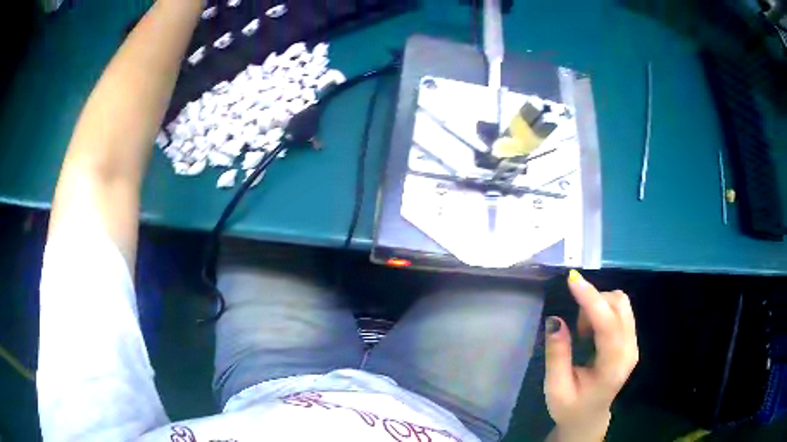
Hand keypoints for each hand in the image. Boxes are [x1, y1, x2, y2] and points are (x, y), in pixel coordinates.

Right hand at [544, 270, 638, 440]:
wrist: (589, 417)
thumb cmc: (570, 407)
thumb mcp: (555, 388)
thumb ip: (557, 355)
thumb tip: (555, 320)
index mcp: (613, 367)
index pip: (608, 324)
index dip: (591, 299)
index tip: (572, 279)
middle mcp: (630, 350)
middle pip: (619, 305)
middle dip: (593, 303)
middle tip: (575, 328)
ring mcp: (633, 343)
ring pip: (622, 303)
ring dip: (598, 305)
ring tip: (582, 332)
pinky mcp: (631, 339)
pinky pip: (620, 310)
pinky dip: (603, 309)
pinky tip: (591, 330)